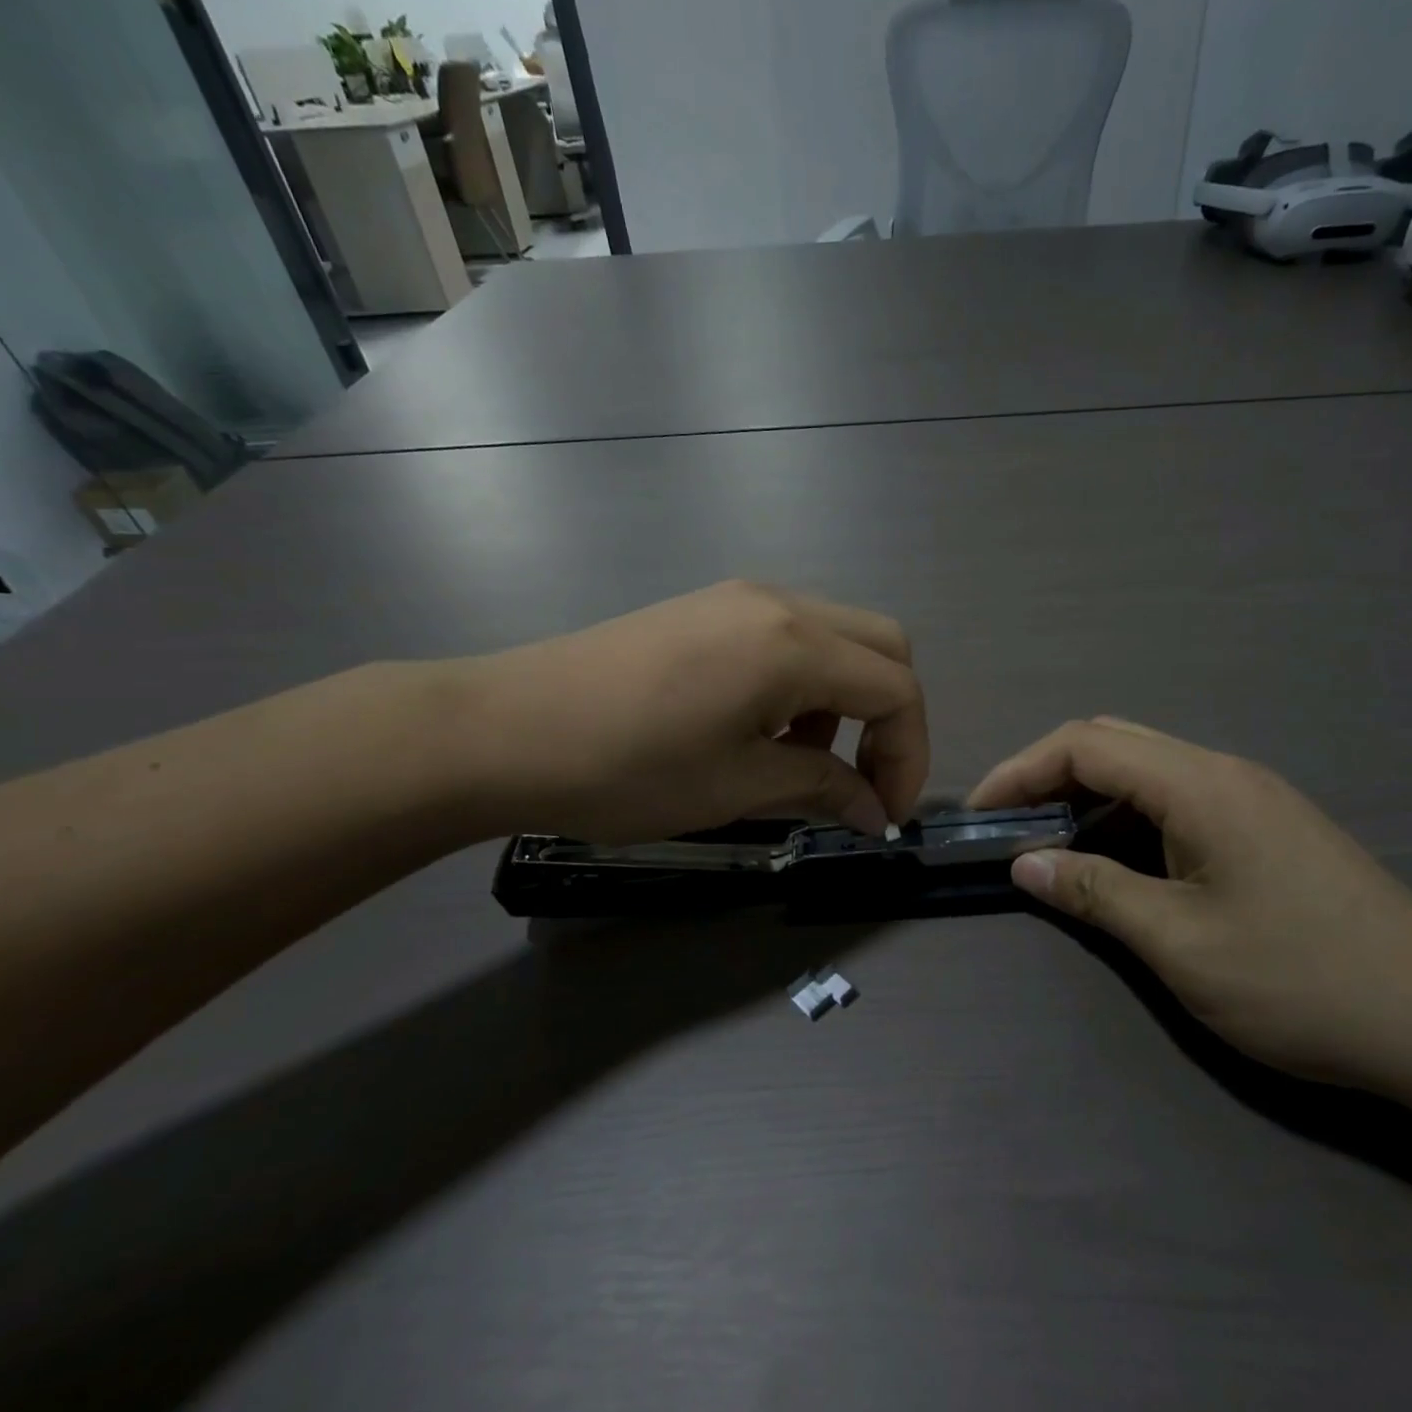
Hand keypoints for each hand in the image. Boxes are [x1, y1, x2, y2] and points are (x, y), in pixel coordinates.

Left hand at [450, 582, 928, 844]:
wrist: (502, 730)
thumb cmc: (626, 766)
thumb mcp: (737, 785)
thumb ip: (822, 788)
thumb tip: (875, 812)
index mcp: (794, 644)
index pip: (897, 688)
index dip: (909, 755)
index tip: (887, 813)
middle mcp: (779, 603)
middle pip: (883, 646)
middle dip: (891, 719)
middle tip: (864, 781)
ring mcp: (740, 599)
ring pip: (838, 638)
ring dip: (847, 701)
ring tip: (803, 762)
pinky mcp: (709, 609)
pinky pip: (790, 637)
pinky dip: (806, 685)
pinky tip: (762, 729)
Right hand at [969, 719, 1411, 1088]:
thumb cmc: (1304, 982)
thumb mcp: (1180, 943)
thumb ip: (1094, 892)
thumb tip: (1026, 863)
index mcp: (1200, 784)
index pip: (1084, 744)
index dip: (1019, 770)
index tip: (979, 812)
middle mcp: (1224, 772)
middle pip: (1113, 742)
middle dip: (1048, 775)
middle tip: (1010, 825)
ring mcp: (1251, 797)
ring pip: (1145, 769)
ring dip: (1088, 797)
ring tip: (1052, 845)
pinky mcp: (1266, 827)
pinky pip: (1176, 799)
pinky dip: (1128, 817)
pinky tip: (1118, 862)